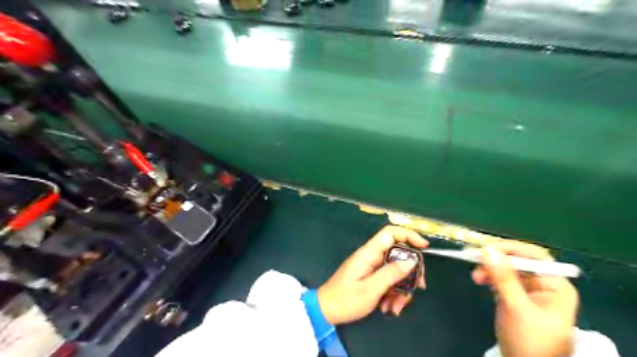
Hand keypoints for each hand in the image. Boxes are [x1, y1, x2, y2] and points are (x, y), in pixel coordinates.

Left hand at [317, 227, 427, 324]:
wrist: (326, 311)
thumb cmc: (346, 299)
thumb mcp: (371, 289)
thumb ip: (391, 274)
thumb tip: (411, 261)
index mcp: (369, 253)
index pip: (390, 233)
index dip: (408, 235)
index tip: (424, 247)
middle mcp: (371, 256)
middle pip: (398, 254)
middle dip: (409, 273)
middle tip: (418, 288)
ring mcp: (371, 267)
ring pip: (395, 271)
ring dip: (400, 289)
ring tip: (395, 308)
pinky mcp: (370, 277)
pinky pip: (388, 281)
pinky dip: (392, 294)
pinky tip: (389, 308)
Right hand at [469, 240, 580, 356]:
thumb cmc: (529, 340)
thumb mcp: (516, 307)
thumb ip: (503, 278)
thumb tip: (488, 249)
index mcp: (555, 285)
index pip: (533, 256)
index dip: (510, 249)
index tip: (486, 248)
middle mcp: (544, 284)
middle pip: (518, 261)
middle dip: (496, 261)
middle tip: (476, 261)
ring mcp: (529, 290)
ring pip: (507, 269)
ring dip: (490, 269)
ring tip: (476, 277)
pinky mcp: (516, 296)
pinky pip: (502, 278)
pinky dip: (490, 277)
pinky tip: (480, 280)